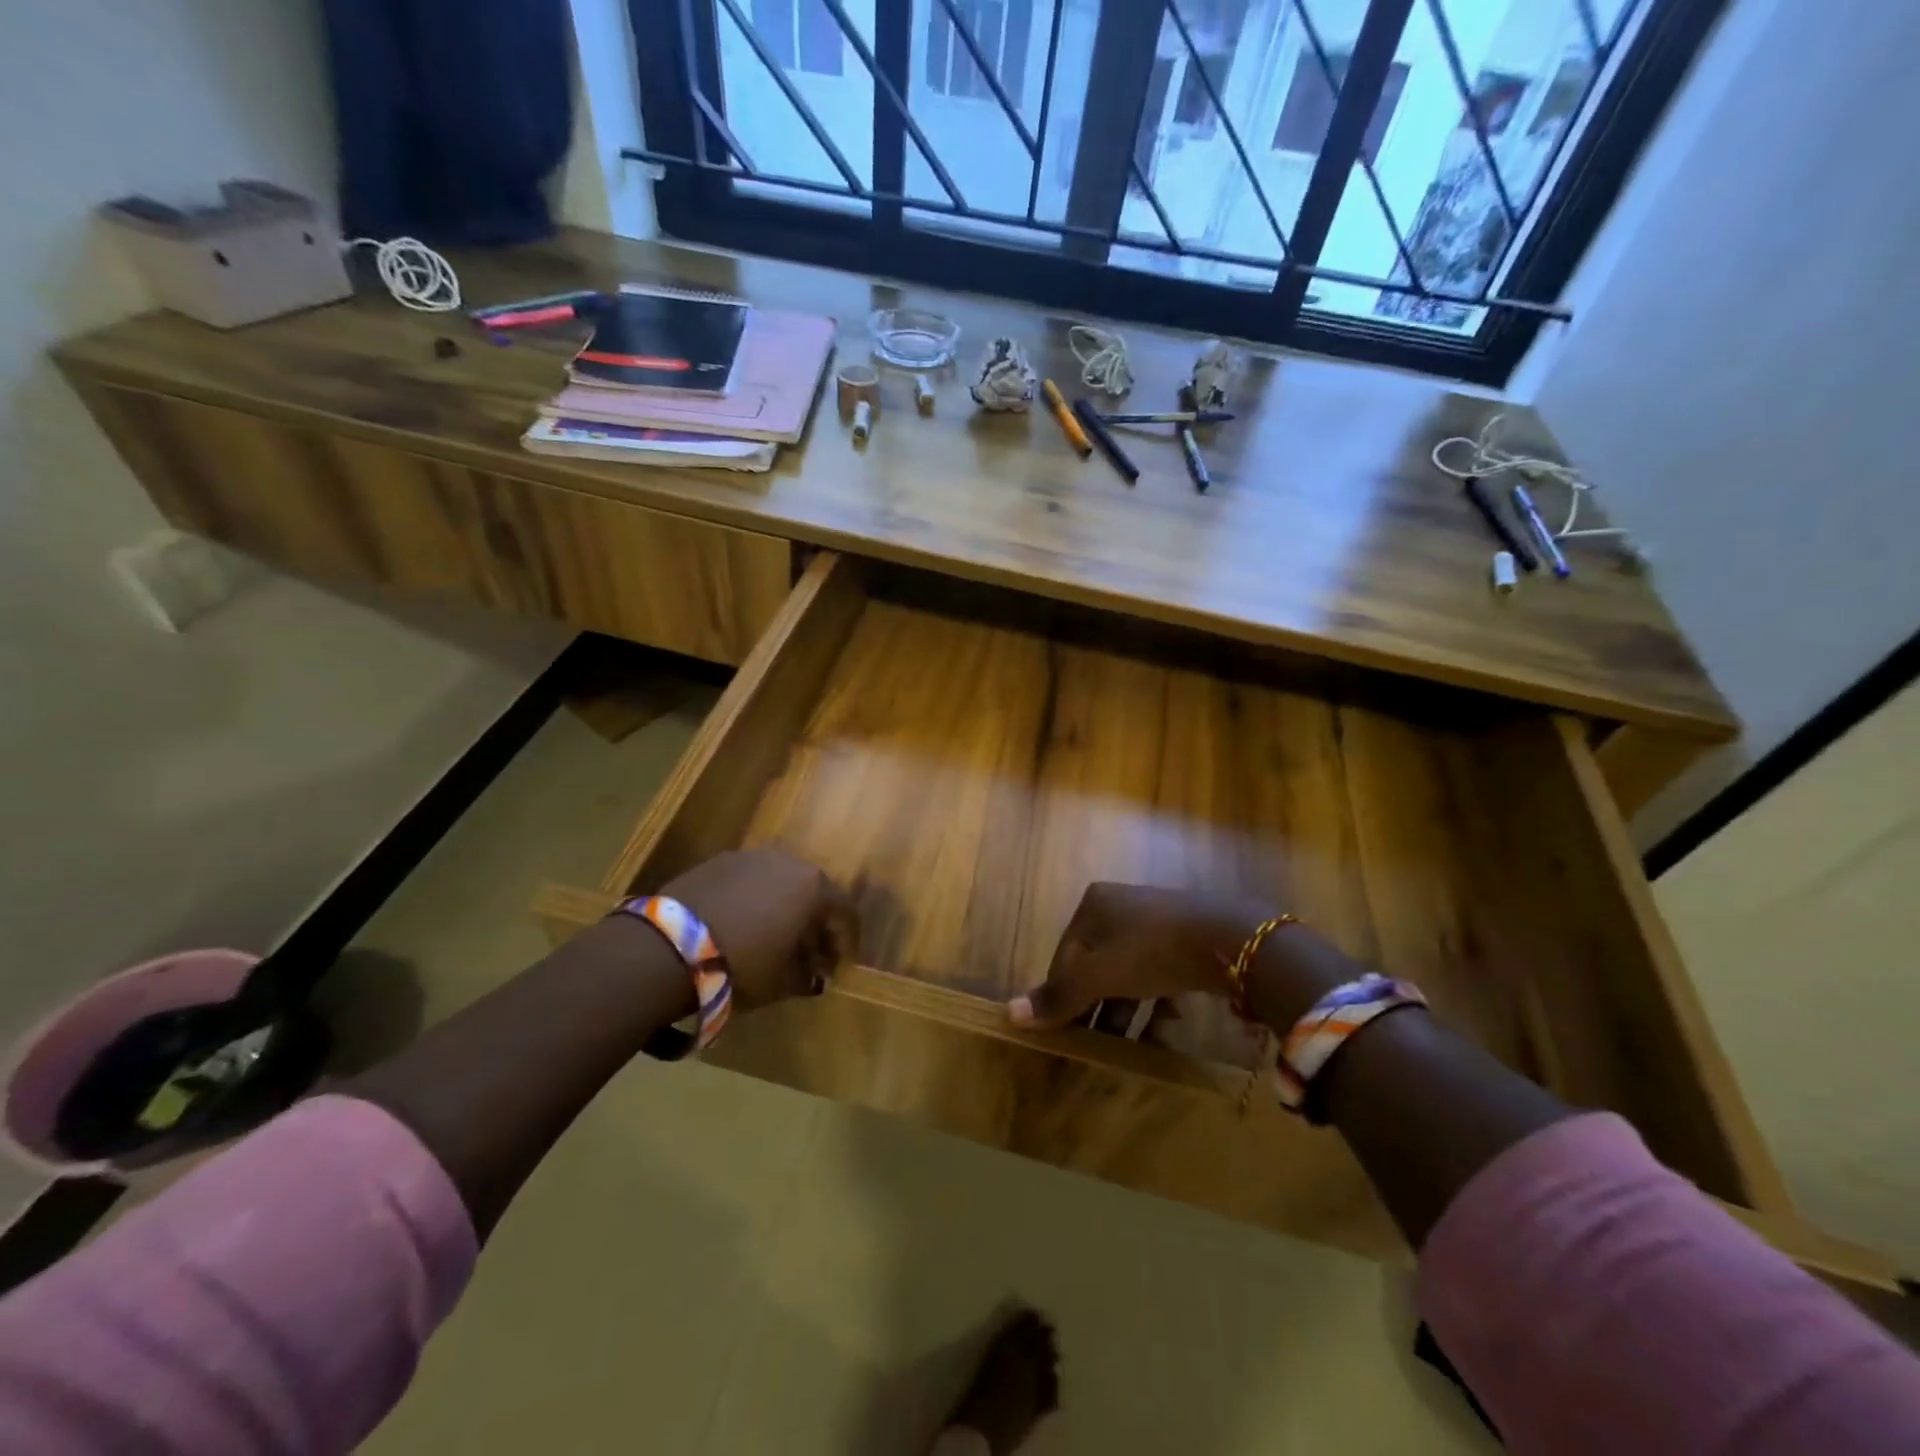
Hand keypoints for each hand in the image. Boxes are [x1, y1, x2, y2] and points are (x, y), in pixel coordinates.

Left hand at [662, 848, 858, 1011]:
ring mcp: (753, 856)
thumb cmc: (741, 965)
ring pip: (781, 882)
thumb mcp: (781, 982)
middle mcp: (789, 862)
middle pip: (814, 892)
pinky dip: (755, 899)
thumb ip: (807, 976)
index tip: (840, 966)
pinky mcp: (720, 860)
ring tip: (774, 937)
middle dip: (816, 923)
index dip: (847, 942)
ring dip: (785, 907)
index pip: (845, 913)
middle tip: (809, 952)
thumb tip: (815, 975)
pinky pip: (751, 880)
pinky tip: (742, 924)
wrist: (669, 946)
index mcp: (814, 888)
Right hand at [1011, 882, 1362, 1032]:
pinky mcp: (1186, 939)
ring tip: (1125, 1048)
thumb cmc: (1151, 950)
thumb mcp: (1099, 976)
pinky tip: (1162, 1031)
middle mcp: (1122, 907)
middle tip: (1094, 1046)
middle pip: (1095, 965)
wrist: (1230, 938)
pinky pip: (1158, 975)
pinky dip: (1155, 1004)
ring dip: (1125, 1012)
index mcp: (1094, 905)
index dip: (1062, 996)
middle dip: (1095, 1008)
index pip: (1064, 956)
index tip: (1065, 1035)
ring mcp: (1156, 921)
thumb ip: (1058, 996)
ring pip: (1128, 974)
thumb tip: (1009, 1014)